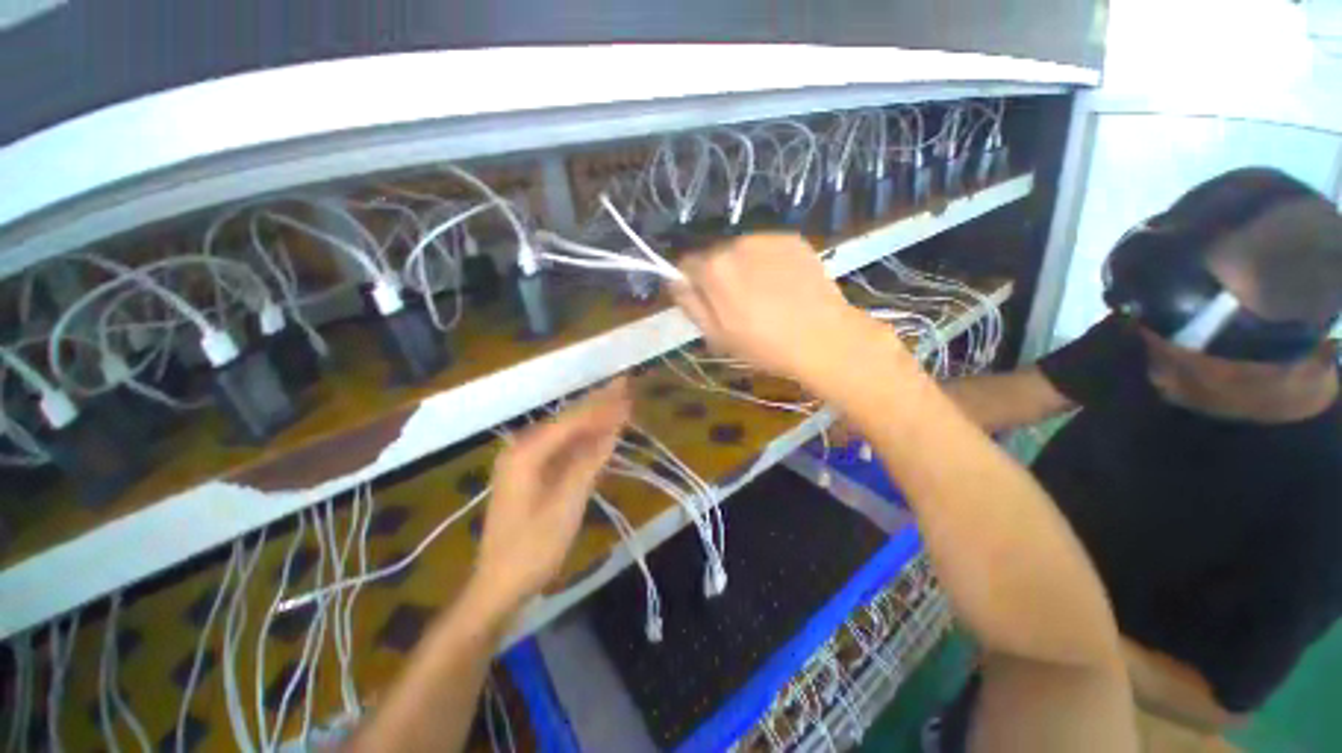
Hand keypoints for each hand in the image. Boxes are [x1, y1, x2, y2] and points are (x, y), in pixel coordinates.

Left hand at [472, 380, 630, 611]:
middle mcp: (523, 449)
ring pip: (566, 433)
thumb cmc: (533, 547)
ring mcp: (525, 461)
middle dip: (598, 403)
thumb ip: (590, 461)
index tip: (626, 389)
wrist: (499, 585)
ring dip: (594, 419)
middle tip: (625, 385)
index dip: (602, 405)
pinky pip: (562, 449)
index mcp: (527, 453)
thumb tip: (612, 428)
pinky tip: (600, 432)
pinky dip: (584, 440)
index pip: (572, 420)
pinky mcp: (532, 474)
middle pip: (568, 420)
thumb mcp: (567, 504)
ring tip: (619, 402)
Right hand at [671, 233, 887, 386]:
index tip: (708, 304)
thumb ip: (690, 304)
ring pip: (741, 251)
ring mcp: (767, 238)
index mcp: (714, 269)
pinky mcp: (793, 239)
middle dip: (720, 276)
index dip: (693, 285)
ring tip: (766, 296)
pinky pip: (767, 248)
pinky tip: (785, 285)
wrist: (824, 338)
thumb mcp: (716, 336)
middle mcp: (736, 244)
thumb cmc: (765, 346)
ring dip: (745, 268)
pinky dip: (768, 262)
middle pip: (715, 256)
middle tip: (740, 305)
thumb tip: (674, 281)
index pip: (686, 265)